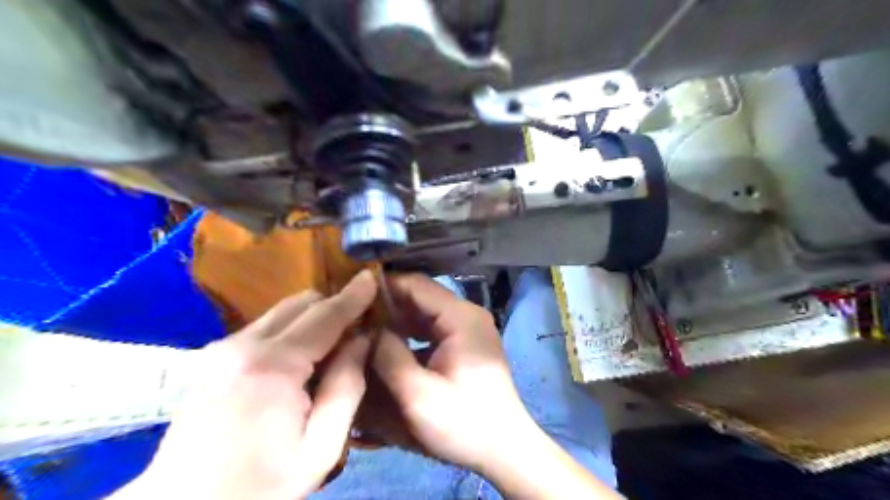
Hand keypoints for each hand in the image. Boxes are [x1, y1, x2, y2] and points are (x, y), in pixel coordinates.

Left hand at [120, 274, 373, 498]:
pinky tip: (299, 359)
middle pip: (301, 303)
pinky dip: (290, 330)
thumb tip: (362, 340)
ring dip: (312, 318)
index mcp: (272, 367)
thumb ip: (346, 388)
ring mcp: (221, 349)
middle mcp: (242, 346)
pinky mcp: (211, 357)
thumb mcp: (320, 449)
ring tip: (332, 344)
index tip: (372, 277)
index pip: (325, 316)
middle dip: (333, 305)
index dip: (353, 296)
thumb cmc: (260, 486)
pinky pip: (264, 326)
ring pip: (281, 311)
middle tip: (358, 325)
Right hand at [369, 273, 534, 472]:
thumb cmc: (464, 423)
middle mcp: (467, 314)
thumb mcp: (418, 395)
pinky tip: (389, 345)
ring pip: (425, 312)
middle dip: (387, 304)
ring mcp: (469, 328)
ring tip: (364, 329)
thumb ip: (389, 356)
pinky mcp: (466, 343)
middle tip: (353, 315)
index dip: (383, 286)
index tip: (351, 295)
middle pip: (421, 297)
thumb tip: (367, 330)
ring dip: (398, 319)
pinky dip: (411, 333)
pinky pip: (433, 328)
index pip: (417, 285)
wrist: (504, 448)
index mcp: (461, 317)